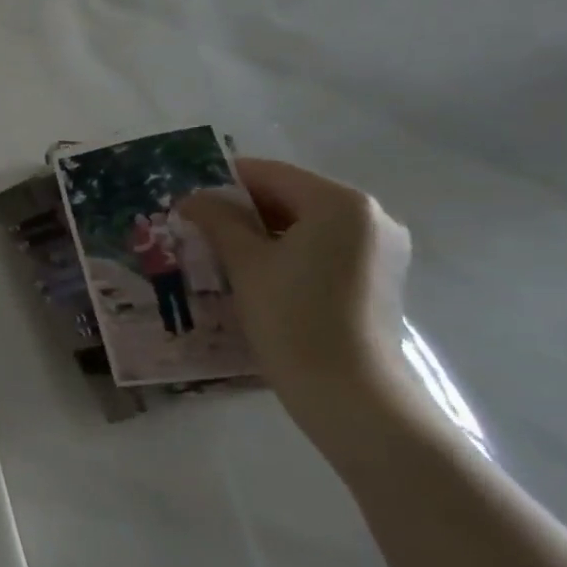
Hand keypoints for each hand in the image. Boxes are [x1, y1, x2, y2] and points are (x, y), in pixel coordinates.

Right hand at [179, 159, 435, 462]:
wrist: (349, 393)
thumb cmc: (293, 317)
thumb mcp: (245, 263)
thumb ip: (217, 220)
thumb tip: (191, 198)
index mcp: (340, 203)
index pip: (269, 174)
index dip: (222, 182)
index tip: (186, 199)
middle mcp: (370, 215)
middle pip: (290, 195)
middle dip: (242, 209)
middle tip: (198, 227)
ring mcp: (380, 247)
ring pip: (307, 223)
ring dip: (263, 231)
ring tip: (221, 251)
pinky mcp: (379, 276)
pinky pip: (324, 246)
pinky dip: (289, 250)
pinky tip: (257, 273)